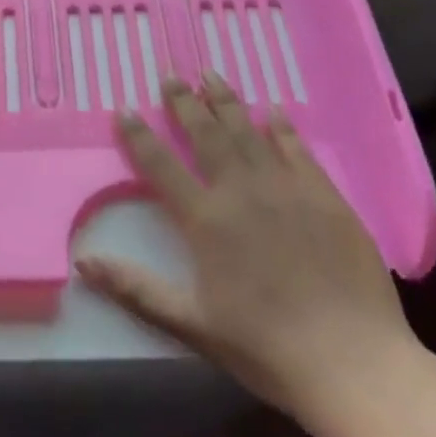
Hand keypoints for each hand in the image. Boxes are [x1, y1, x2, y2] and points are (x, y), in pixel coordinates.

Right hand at [76, 72, 417, 425]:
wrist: (352, 362)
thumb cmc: (265, 348)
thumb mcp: (191, 325)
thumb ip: (136, 289)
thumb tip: (83, 263)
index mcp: (205, 219)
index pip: (160, 165)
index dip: (139, 136)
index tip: (124, 109)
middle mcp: (240, 191)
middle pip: (205, 134)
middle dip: (184, 102)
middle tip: (171, 75)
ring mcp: (285, 188)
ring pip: (247, 131)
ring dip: (226, 101)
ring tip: (210, 74)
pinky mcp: (324, 195)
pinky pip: (296, 149)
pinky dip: (281, 127)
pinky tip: (272, 110)